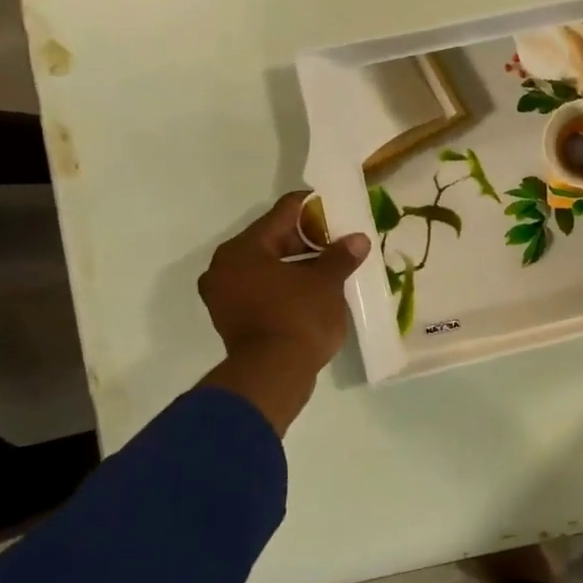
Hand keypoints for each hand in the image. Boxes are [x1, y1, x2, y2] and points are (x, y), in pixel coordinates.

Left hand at [197, 194, 370, 434]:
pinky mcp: (233, 319)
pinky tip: (314, 290)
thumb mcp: (326, 282)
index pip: (283, 213)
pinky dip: (286, 285)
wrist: (273, 375)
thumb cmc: (298, 318)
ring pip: (268, 267)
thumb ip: (341, 256)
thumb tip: (358, 239)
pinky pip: (263, 289)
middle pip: (272, 240)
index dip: (313, 207)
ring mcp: (225, 296)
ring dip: (298, 265)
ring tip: (332, 265)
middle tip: (339, 240)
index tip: (336, 207)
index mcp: (243, 249)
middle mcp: (225, 267)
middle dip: (308, 240)